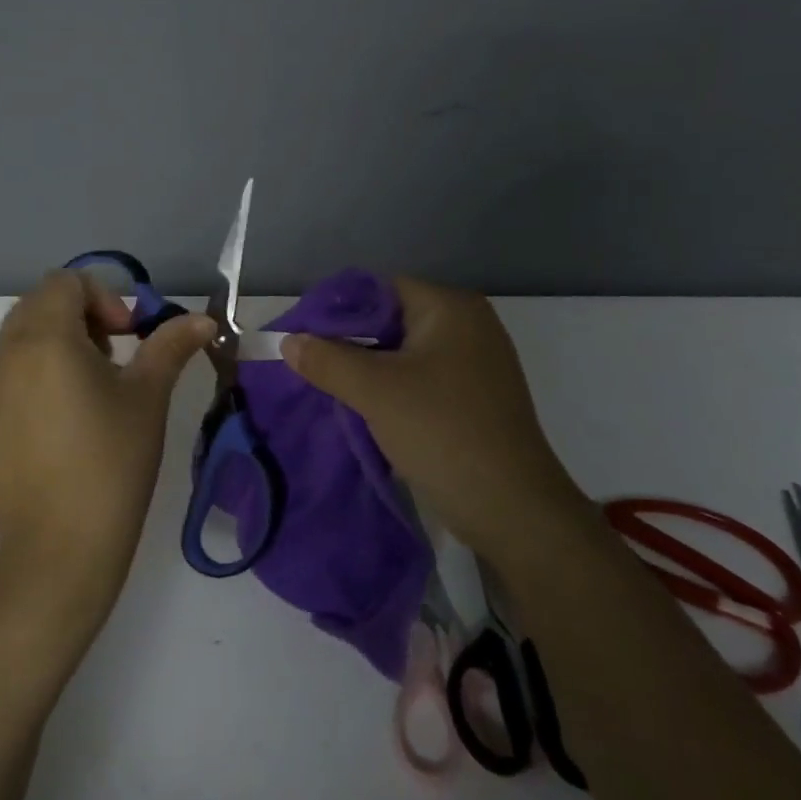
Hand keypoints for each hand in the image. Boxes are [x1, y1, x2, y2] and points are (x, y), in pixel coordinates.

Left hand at [0, 271, 213, 630]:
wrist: (59, 551)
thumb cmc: (112, 463)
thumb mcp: (148, 397)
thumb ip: (171, 345)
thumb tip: (202, 318)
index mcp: (44, 340)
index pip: (65, 282)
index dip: (102, 298)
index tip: (126, 338)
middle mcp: (0, 357)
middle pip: (37, 306)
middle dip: (77, 319)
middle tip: (109, 361)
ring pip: (14, 343)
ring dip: (49, 349)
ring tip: (80, 396)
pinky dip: (25, 382)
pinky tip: (51, 428)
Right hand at [282, 277, 583, 558]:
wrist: (512, 509)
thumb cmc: (442, 432)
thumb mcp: (374, 391)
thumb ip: (326, 360)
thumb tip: (288, 341)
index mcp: (451, 308)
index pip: (380, 290)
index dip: (337, 310)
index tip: (303, 337)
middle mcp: (469, 326)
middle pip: (392, 320)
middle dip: (350, 343)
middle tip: (311, 366)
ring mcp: (476, 364)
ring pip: (405, 354)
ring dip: (369, 371)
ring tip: (331, 390)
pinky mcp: (476, 399)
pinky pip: (422, 380)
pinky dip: (393, 390)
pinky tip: (366, 411)